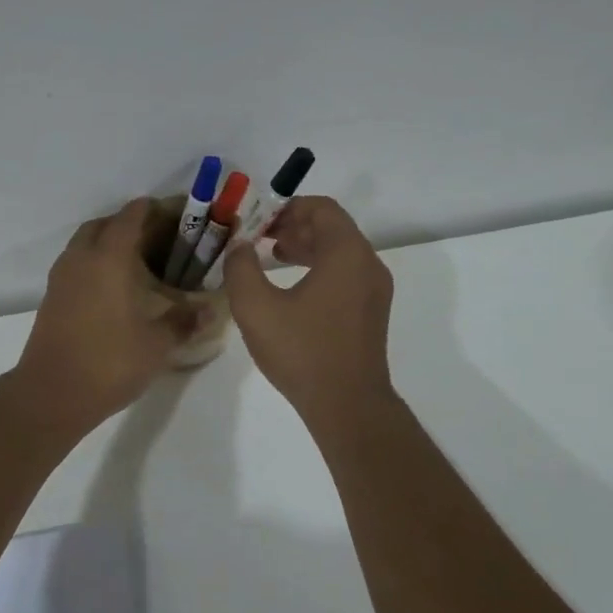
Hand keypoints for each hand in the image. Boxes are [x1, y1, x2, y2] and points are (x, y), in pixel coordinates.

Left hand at [12, 198, 202, 430]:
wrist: (52, 393)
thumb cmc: (110, 362)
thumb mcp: (158, 344)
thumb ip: (184, 321)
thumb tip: (209, 310)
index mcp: (109, 257)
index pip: (132, 216)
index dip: (155, 209)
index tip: (178, 214)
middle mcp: (82, 257)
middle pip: (104, 224)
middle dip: (129, 224)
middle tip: (158, 241)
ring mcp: (61, 277)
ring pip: (85, 243)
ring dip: (108, 242)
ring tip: (137, 263)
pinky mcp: (51, 296)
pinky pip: (75, 264)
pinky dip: (94, 263)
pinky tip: (114, 288)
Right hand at [222, 196, 394, 418]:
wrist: (347, 405)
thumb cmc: (302, 351)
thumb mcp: (256, 307)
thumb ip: (241, 267)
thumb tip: (238, 246)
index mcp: (347, 254)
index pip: (321, 208)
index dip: (287, 207)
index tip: (258, 221)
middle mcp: (368, 264)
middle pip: (332, 228)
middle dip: (294, 226)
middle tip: (260, 237)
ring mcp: (374, 290)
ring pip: (339, 252)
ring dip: (306, 247)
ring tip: (273, 257)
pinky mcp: (371, 313)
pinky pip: (345, 274)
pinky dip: (319, 268)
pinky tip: (292, 289)